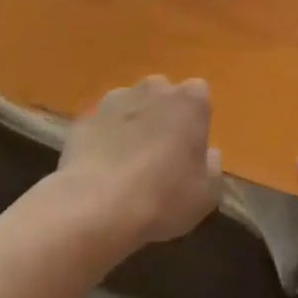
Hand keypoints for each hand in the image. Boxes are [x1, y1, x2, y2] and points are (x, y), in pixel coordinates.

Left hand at [58, 76, 222, 248]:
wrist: (97, 208)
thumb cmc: (164, 199)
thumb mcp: (207, 194)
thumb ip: (212, 166)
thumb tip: (208, 153)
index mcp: (190, 102)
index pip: (199, 94)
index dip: (195, 119)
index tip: (190, 146)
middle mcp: (154, 89)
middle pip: (162, 94)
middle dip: (162, 115)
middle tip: (160, 154)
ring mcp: (115, 100)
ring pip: (130, 106)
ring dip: (132, 124)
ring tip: (126, 164)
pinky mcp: (84, 118)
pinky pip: (101, 125)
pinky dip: (103, 139)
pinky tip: (100, 171)